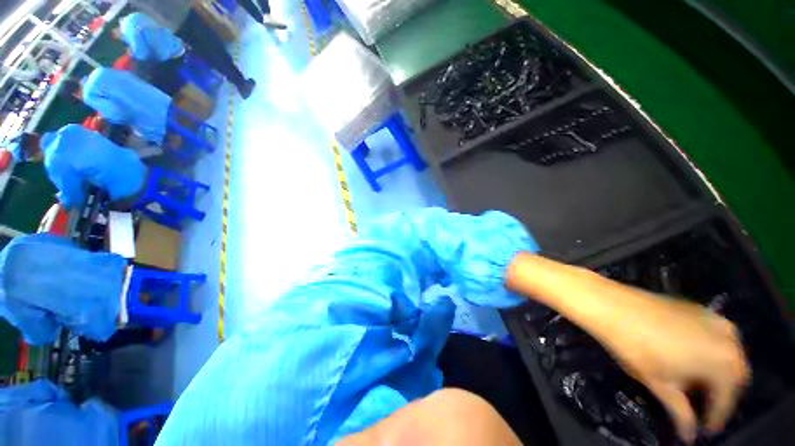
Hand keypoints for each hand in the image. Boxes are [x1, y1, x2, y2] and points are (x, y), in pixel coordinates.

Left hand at [506, 253, 749, 442]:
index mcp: (720, 358)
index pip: (725, 400)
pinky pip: (708, 339)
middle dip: (715, 399)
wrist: (601, 299)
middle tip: (696, 414)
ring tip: (692, 393)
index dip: (714, 419)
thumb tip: (688, 433)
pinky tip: (686, 363)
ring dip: (710, 378)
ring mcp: (708, 318)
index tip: (702, 432)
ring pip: (721, 358)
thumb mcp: (657, 380)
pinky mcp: (691, 307)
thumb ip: (678, 408)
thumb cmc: (626, 339)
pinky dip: (702, 356)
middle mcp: (724, 336)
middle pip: (730, 378)